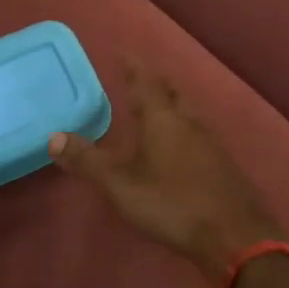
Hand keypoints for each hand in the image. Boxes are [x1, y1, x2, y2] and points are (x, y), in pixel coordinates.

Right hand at [49, 59, 283, 279]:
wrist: (235, 237)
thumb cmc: (172, 204)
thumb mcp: (121, 185)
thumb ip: (88, 161)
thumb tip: (53, 136)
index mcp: (163, 121)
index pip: (145, 84)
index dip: (133, 67)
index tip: (124, 50)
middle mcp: (189, 125)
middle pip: (172, 94)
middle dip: (156, 83)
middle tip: (142, 75)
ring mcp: (211, 145)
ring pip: (188, 114)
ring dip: (172, 104)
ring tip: (159, 106)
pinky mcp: (223, 167)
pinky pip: (199, 135)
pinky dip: (185, 129)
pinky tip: (182, 146)